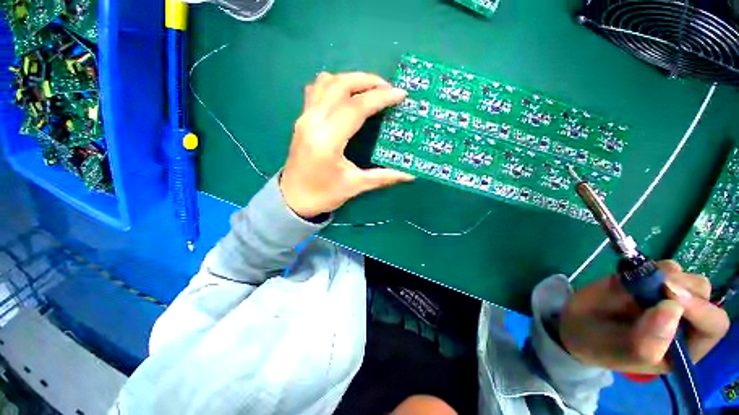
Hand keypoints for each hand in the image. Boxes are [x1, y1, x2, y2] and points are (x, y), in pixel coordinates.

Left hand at [279, 72, 414, 217]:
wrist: (292, 199)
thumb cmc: (323, 195)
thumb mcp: (355, 186)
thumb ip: (383, 177)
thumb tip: (409, 175)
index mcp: (327, 140)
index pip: (356, 108)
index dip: (380, 98)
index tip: (401, 94)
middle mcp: (313, 122)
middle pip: (340, 85)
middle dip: (368, 80)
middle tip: (388, 87)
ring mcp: (304, 118)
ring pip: (326, 82)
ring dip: (350, 79)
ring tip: (369, 88)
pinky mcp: (301, 119)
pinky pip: (316, 89)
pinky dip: (334, 84)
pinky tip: (345, 94)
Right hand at [559, 260, 729, 373]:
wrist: (575, 325)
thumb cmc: (601, 347)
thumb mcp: (624, 353)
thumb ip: (650, 340)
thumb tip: (672, 307)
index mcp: (686, 346)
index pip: (713, 325)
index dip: (700, 310)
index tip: (669, 297)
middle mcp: (683, 320)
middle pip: (702, 294)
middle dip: (683, 287)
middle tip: (657, 286)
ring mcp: (665, 298)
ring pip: (684, 276)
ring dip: (665, 275)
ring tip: (636, 284)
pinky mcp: (648, 281)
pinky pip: (660, 267)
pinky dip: (648, 267)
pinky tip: (629, 277)